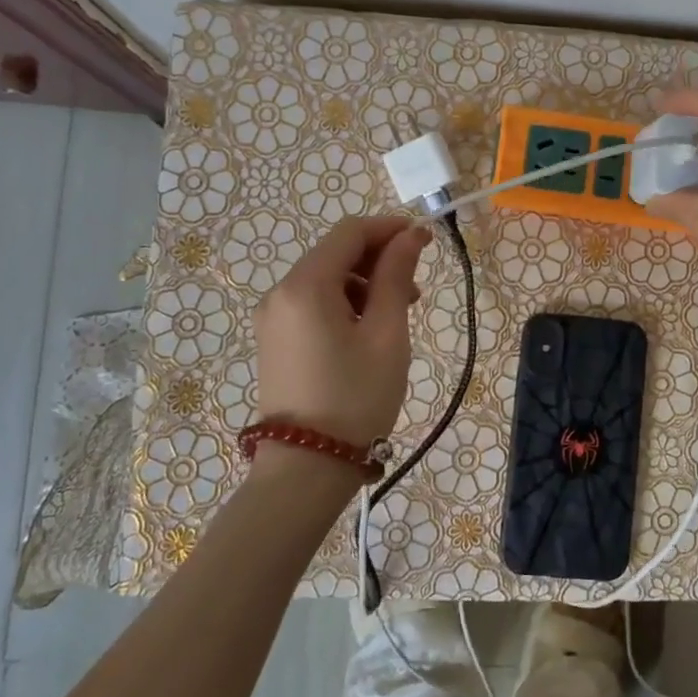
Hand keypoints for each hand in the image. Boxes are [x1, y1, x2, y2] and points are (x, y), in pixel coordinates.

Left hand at [253, 215, 431, 446]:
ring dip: (364, 284)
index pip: (349, 233)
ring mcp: (272, 318)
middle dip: (378, 260)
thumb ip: (396, 277)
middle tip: (415, 290)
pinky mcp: (275, 339)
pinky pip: (312, 303)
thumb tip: (410, 235)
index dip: (388, 228)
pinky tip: (368, 331)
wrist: (306, 468)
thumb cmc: (356, 398)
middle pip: (335, 253)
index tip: (424, 240)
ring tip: (397, 315)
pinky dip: (344, 303)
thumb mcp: (386, 334)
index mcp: (306, 286)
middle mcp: (280, 293)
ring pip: (325, 279)